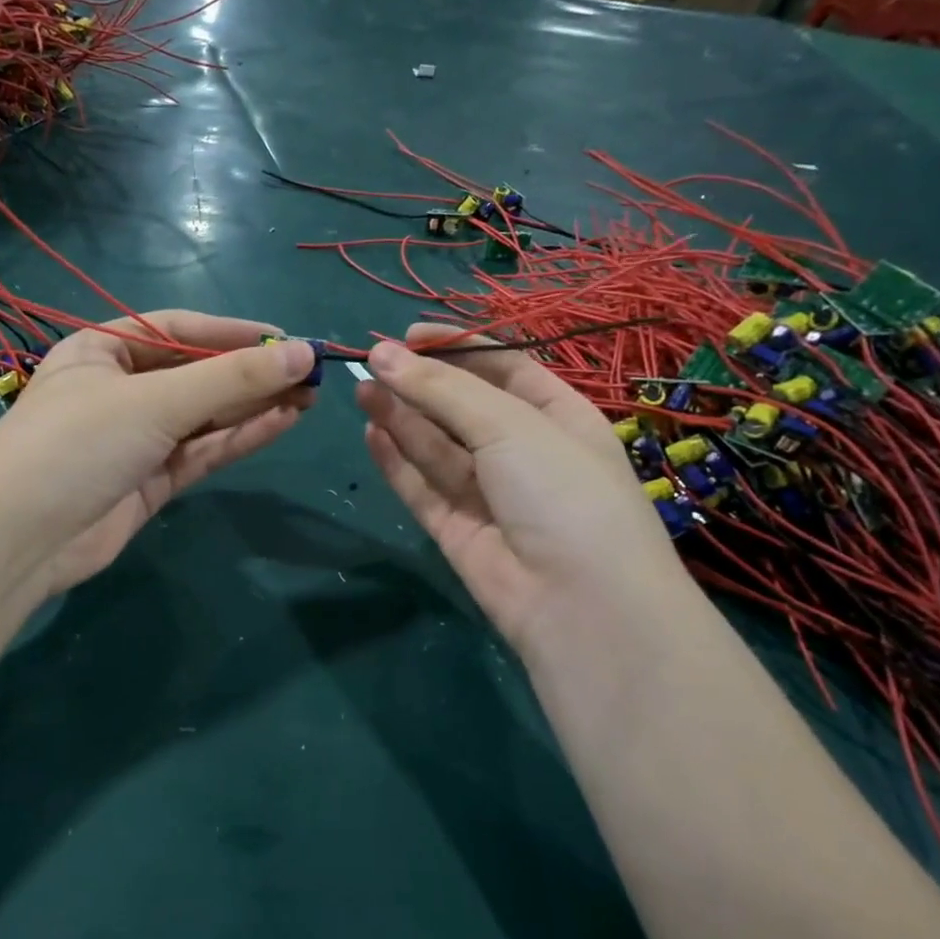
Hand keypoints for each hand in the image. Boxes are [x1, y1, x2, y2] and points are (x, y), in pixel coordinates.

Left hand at [0, 311, 315, 596]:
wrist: (20, 540)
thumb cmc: (78, 444)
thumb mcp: (154, 401)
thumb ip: (230, 379)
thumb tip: (301, 355)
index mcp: (102, 351)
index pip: (178, 330)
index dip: (234, 333)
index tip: (287, 340)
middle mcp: (119, 390)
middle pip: (195, 374)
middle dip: (250, 373)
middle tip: (310, 373)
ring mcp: (135, 439)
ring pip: (204, 416)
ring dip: (252, 405)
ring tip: (308, 396)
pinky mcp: (149, 482)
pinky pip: (201, 452)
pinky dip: (238, 438)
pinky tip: (281, 423)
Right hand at [356, 323, 690, 652]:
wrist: (578, 603)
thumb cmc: (562, 491)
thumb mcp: (510, 425)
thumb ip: (443, 389)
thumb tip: (382, 355)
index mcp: (557, 417)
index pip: (503, 368)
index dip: (457, 347)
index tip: (407, 335)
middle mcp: (523, 453)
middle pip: (463, 408)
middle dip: (420, 383)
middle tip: (370, 363)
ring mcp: (489, 495)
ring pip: (437, 447)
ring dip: (401, 417)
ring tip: (361, 390)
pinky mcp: (458, 531)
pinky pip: (423, 488)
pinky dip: (398, 462)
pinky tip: (371, 433)